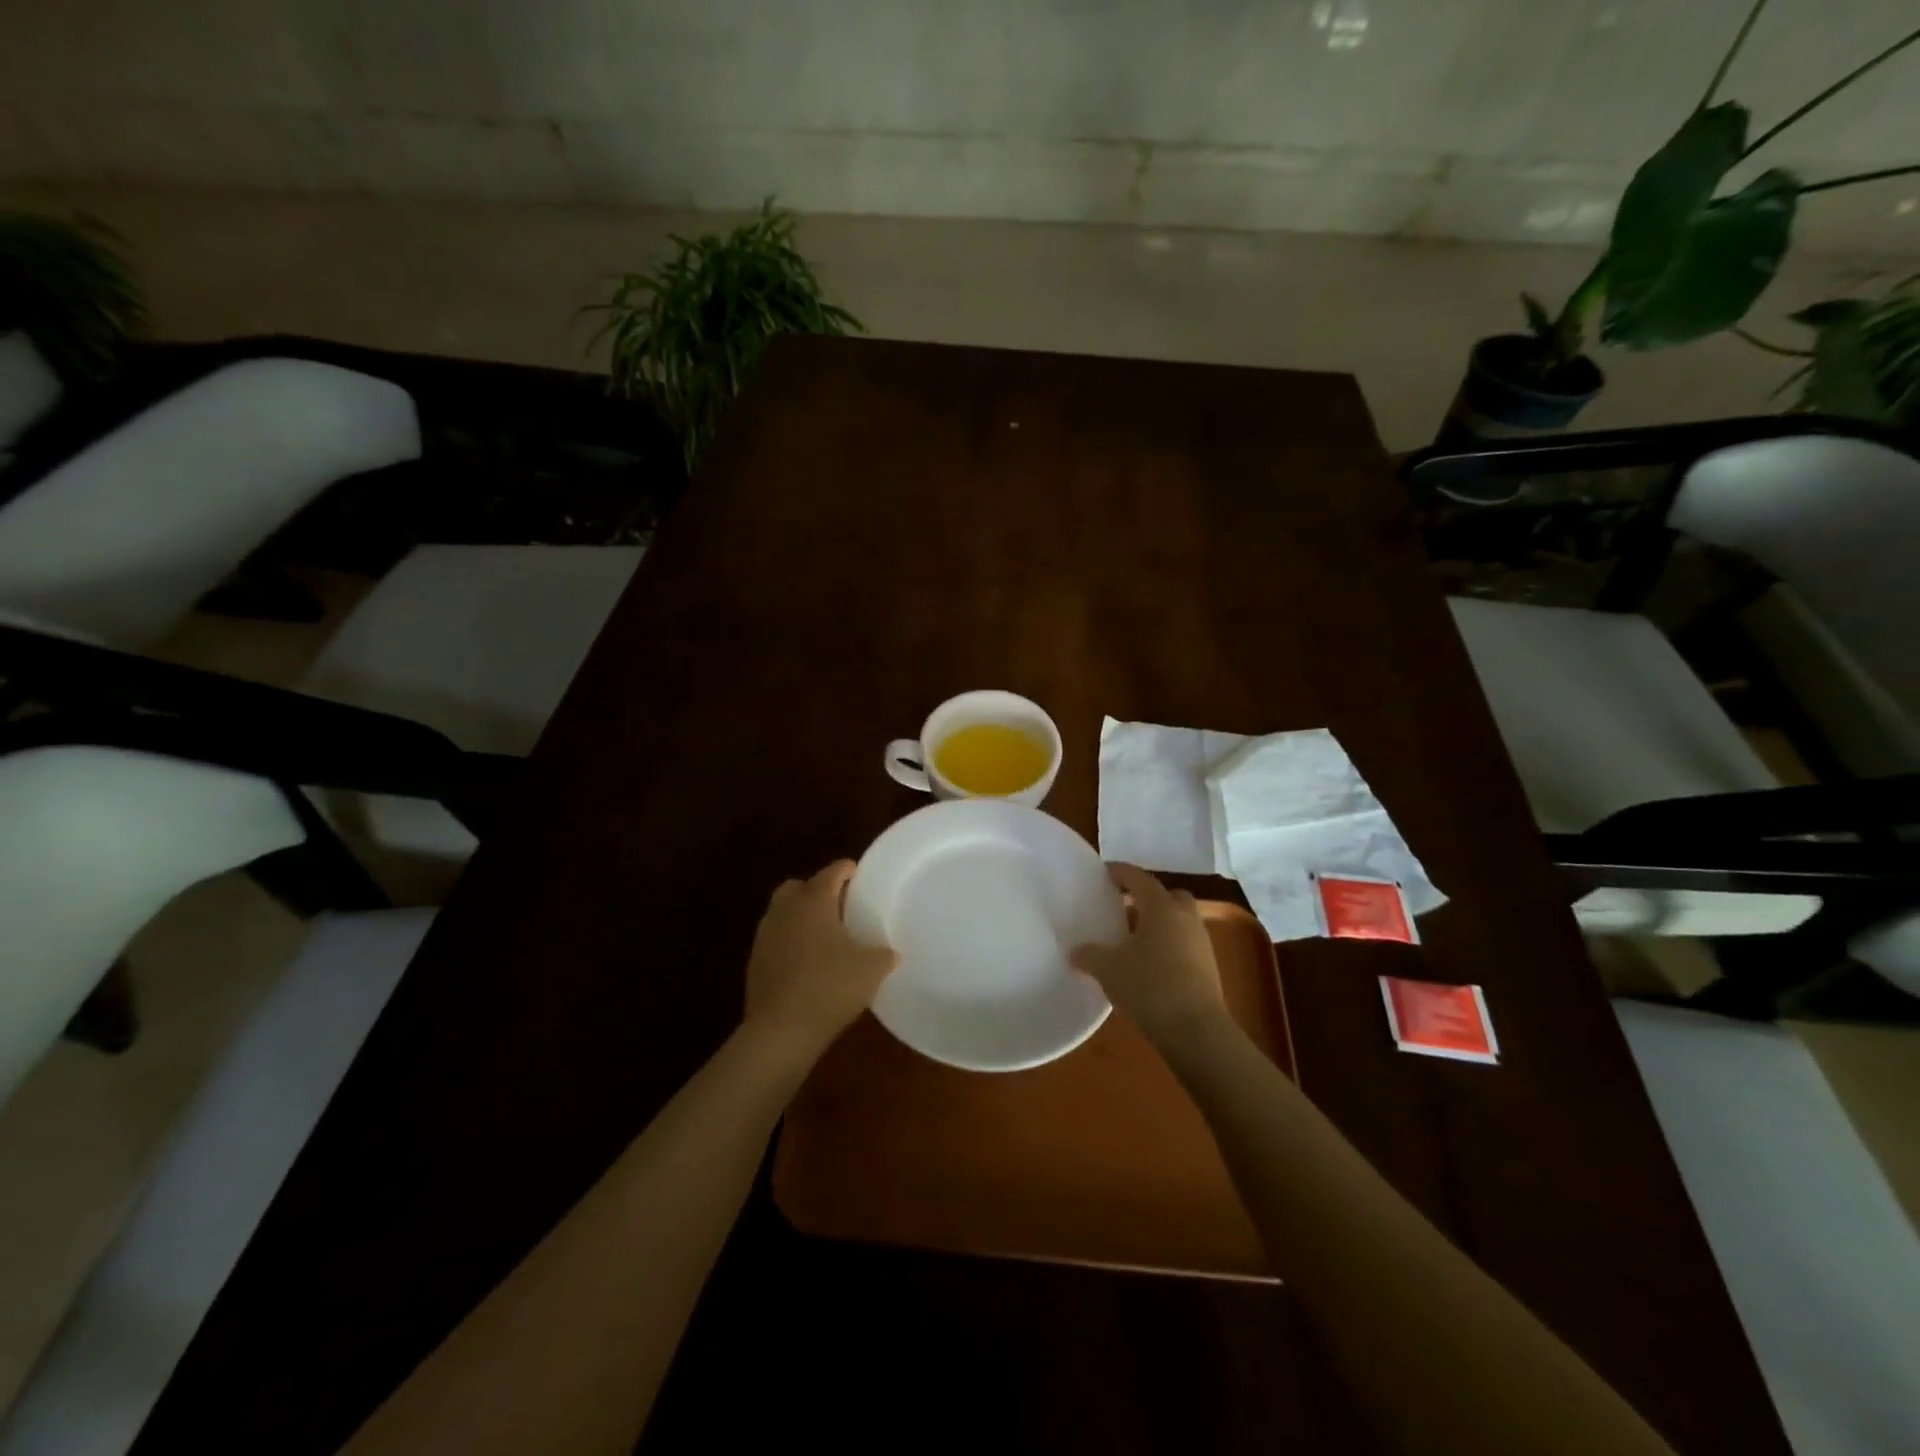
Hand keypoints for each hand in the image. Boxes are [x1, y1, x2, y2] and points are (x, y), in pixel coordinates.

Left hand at [743, 860, 898, 1061]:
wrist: (780, 1030)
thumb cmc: (830, 987)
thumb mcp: (871, 970)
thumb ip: (884, 954)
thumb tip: (892, 952)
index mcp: (814, 900)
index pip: (832, 872)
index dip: (847, 870)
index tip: (859, 875)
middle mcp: (786, 909)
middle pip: (799, 886)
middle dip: (817, 890)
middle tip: (839, 906)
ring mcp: (765, 935)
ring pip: (783, 912)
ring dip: (801, 917)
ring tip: (824, 936)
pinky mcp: (754, 961)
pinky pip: (776, 939)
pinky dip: (790, 942)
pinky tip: (806, 962)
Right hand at [1071, 863, 1228, 1047]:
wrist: (1196, 1031)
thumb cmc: (1150, 987)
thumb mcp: (1109, 969)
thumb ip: (1089, 955)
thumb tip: (1075, 952)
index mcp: (1161, 908)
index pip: (1139, 878)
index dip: (1121, 872)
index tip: (1104, 871)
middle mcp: (1185, 918)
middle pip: (1167, 896)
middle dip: (1147, 898)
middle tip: (1123, 907)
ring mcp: (1200, 943)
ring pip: (1178, 921)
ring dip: (1157, 924)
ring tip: (1131, 940)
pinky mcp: (1207, 968)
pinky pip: (1183, 944)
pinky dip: (1166, 946)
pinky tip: (1148, 965)